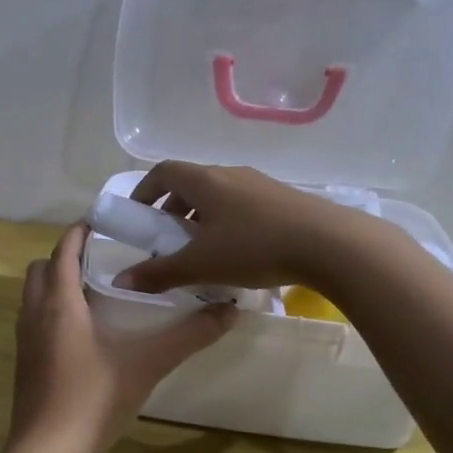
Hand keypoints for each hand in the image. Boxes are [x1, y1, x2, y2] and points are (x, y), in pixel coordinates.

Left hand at [10, 222, 235, 452]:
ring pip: (34, 296)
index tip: (106, 222)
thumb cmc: (94, 399)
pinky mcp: (25, 365)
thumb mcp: (148, 364)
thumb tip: (230, 310)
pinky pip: (35, 322)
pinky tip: (85, 334)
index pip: (63, 250)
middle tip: (104, 259)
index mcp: (59, 303)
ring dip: (58, 285)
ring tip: (97, 292)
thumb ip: (189, 336)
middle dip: (66, 256)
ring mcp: (24, 341)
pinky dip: (54, 312)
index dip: (80, 231)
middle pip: (42, 269)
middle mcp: (34, 314)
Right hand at [113, 161, 372, 295]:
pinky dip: (227, 223)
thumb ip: (159, 272)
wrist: (330, 244)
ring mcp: (260, 185)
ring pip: (219, 196)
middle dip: (173, 210)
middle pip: (191, 184)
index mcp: (205, 181)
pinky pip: (243, 205)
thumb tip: (122, 280)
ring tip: (202, 251)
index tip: (138, 216)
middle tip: (168, 240)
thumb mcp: (200, 264)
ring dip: (201, 218)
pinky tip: (237, 254)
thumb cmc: (254, 248)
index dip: (144, 191)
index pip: (163, 172)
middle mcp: (230, 174)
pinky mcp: (283, 200)